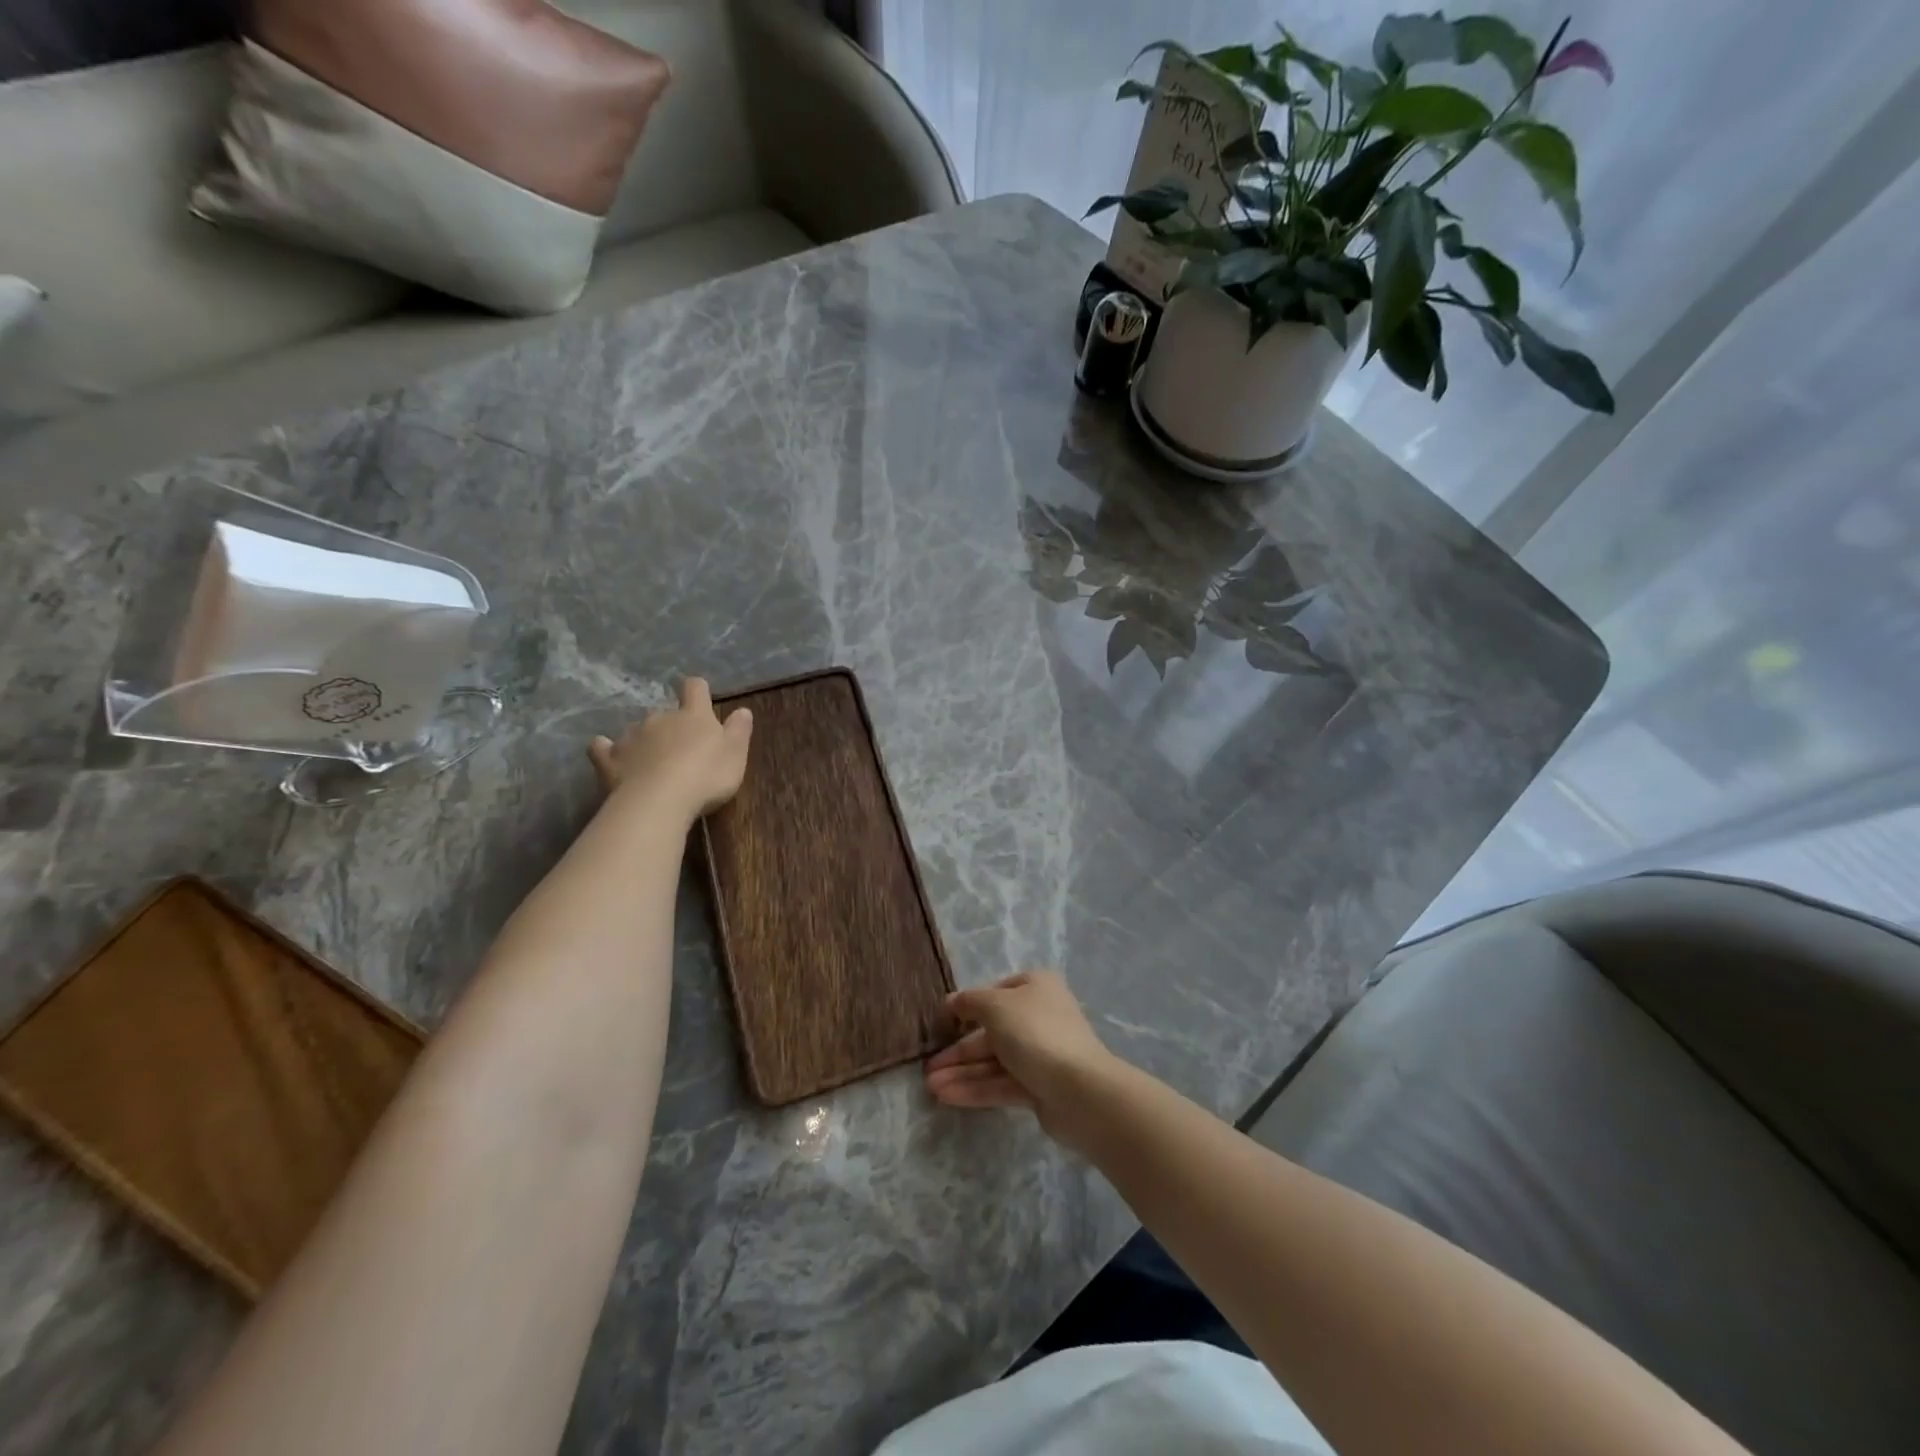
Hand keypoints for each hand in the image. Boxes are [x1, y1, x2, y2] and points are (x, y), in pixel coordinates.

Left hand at [589, 678, 752, 819]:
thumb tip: (742, 710)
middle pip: (665, 712)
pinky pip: (603, 747)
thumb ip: (739, 730)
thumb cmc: (706, 776)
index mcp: (694, 715)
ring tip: (651, 763)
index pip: (695, 689)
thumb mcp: (736, 755)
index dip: (698, 691)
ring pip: (638, 729)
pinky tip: (610, 757)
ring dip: (645, 740)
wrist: (659, 801)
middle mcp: (660, 718)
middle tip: (681, 749)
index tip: (700, 697)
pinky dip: (607, 750)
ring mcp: (632, 736)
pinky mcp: (609, 758)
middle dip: (671, 726)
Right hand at [924, 971, 1119, 1148]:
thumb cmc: (1034, 1032)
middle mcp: (1040, 1016)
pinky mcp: (1039, 1087)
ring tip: (929, 1085)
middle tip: (928, 1065)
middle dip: (959, 1049)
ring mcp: (1041, 1054)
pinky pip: (1001, 1083)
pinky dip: (975, 1088)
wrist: (1079, 1089)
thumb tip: (952, 1002)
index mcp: (1036, 987)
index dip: (967, 1007)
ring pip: (994, 1060)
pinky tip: (946, 1096)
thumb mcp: (995, 1006)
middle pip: (991, 1031)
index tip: (942, 1023)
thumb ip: (969, 1002)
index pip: (996, 993)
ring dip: (962, 1071)